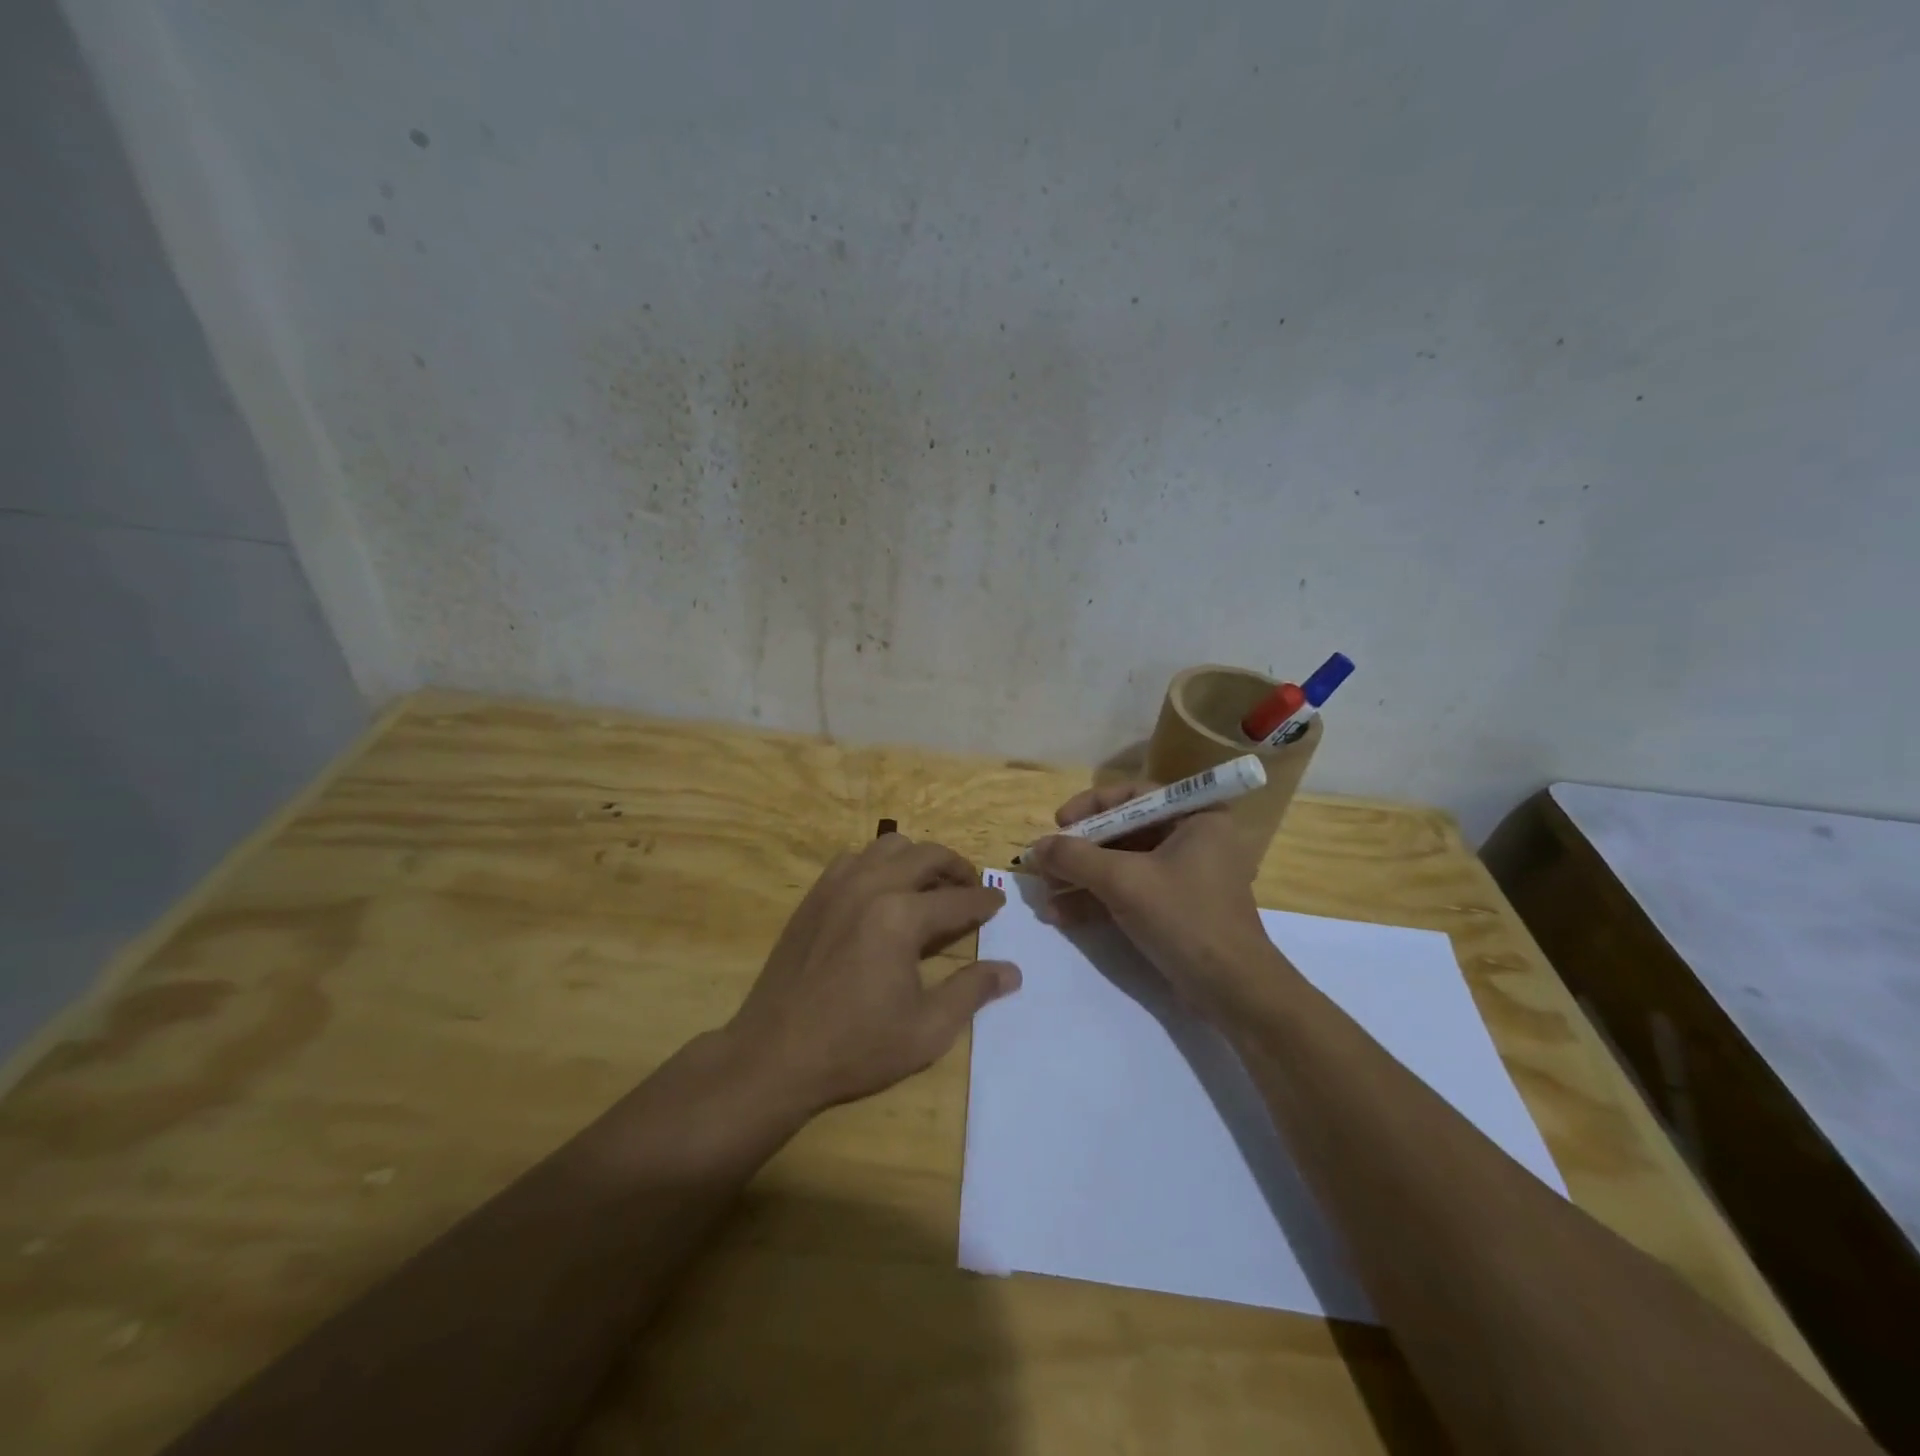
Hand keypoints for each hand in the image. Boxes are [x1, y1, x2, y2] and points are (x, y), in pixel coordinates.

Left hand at [725, 834, 1020, 1115]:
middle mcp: (871, 887)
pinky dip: (878, 864)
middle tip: (970, 888)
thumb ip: (972, 991)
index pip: (958, 899)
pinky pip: (854, 859)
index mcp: (901, 917)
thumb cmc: (856, 1048)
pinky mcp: (814, 896)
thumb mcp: (927, 1030)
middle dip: (956, 867)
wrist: (773, 1056)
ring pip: (889, 847)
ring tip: (928, 887)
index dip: (984, 901)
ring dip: (917, 859)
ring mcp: (836, 886)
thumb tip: (1011, 971)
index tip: (999, 902)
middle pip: (926, 855)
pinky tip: (882, 893)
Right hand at [1026, 783, 1284, 1018]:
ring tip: (1044, 895)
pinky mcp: (1175, 908)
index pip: (1133, 795)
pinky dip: (1097, 901)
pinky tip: (1061, 916)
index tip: (1058, 823)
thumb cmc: (1184, 917)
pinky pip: (1129, 892)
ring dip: (1081, 880)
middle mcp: (1192, 839)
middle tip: (1044, 864)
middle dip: (1080, 851)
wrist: (1232, 990)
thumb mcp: (1123, 881)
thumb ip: (1075, 858)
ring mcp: (1184, 876)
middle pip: (1123, 832)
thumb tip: (1035, 848)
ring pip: (1122, 865)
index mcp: (1195, 817)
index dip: (1090, 806)